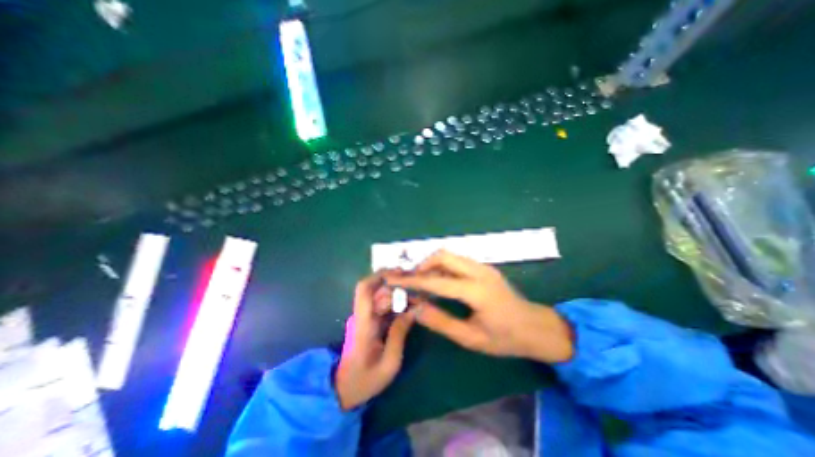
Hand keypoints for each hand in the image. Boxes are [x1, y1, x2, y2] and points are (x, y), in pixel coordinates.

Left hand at [337, 276, 415, 409]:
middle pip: (376, 290)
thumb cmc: (365, 380)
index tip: (400, 272)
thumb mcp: (389, 363)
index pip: (365, 290)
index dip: (379, 275)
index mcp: (363, 324)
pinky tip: (409, 306)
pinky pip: (382, 306)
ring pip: (380, 296)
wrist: (344, 391)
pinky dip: (396, 303)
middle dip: (396, 285)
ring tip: (417, 296)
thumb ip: (399, 334)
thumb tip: (413, 310)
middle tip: (417, 287)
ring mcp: (364, 318)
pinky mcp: (369, 322)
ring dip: (398, 293)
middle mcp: (362, 315)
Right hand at [384, 250, 567, 363]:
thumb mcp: (471, 338)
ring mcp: (483, 266)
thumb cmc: (506, 338)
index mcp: (477, 291)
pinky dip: (442, 267)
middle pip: (443, 256)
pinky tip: (438, 282)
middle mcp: (479, 271)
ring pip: (449, 255)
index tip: (393, 279)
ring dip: (431, 265)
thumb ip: (441, 322)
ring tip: (421, 282)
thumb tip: (415, 308)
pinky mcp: (484, 268)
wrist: (537, 327)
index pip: (436, 281)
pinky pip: (457, 261)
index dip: (412, 280)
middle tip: (410, 281)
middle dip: (422, 265)